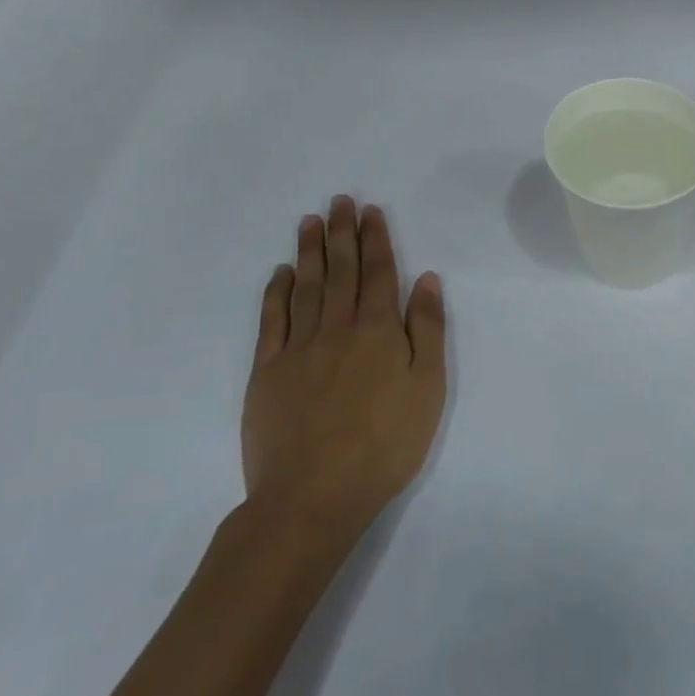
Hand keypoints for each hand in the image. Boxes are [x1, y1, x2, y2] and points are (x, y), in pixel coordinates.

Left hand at [242, 197, 445, 548]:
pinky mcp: (267, 372)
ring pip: (305, 286)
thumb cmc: (385, 443)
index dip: (375, 238)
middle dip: (342, 232)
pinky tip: (281, 272)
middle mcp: (336, 327)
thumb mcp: (428, 387)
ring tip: (310, 221)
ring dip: (309, 251)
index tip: (371, 211)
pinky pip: (271, 320)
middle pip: (340, 270)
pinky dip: (276, 292)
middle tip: (340, 200)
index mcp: (378, 330)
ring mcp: (297, 348)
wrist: (314, 495)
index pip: (377, 272)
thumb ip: (426, 329)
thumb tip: (425, 279)